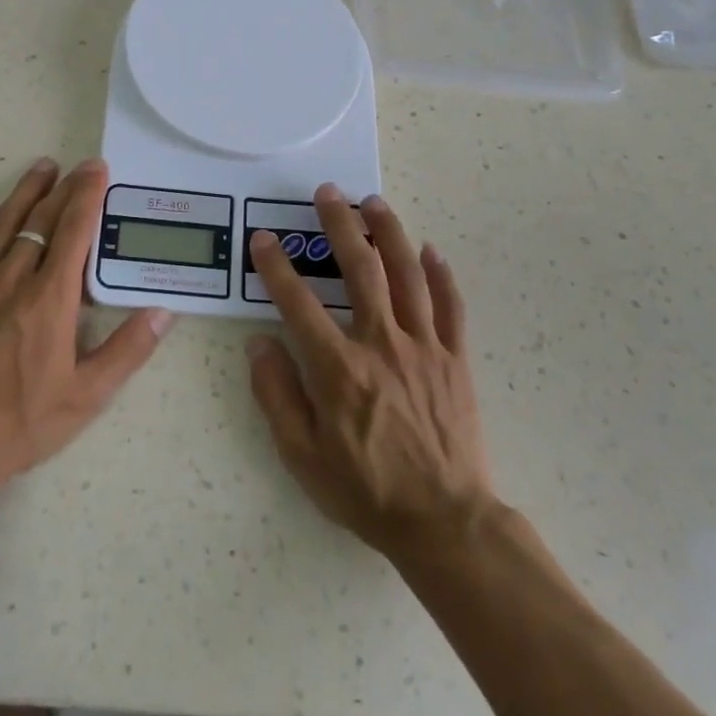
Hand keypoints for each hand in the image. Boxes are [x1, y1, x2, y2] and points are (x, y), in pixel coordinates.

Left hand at [0, 157, 172, 504]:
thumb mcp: (86, 396)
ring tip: (42, 166)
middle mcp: (12, 277)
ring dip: (25, 191)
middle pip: (41, 219)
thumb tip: (165, 311)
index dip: (88, 196)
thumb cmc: (20, 423)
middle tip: (80, 166)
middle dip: (64, 188)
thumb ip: (128, 350)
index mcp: (50, 298)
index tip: (98, 170)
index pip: (75, 231)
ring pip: (2, 221)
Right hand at [246, 185, 496, 562]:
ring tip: (374, 202)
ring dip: (389, 233)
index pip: (298, 303)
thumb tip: (259, 344)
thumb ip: (276, 394)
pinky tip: (430, 250)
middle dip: (339, 226)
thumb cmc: (364, 490)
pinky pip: (451, 307)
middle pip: (360, 270)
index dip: (276, 266)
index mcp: (339, 368)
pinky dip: (441, 274)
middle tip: (328, 193)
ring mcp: (424, 348)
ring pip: (408, 275)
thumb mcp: (301, 454)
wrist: (444, 522)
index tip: (264, 239)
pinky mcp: (456, 360)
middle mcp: (381, 345)